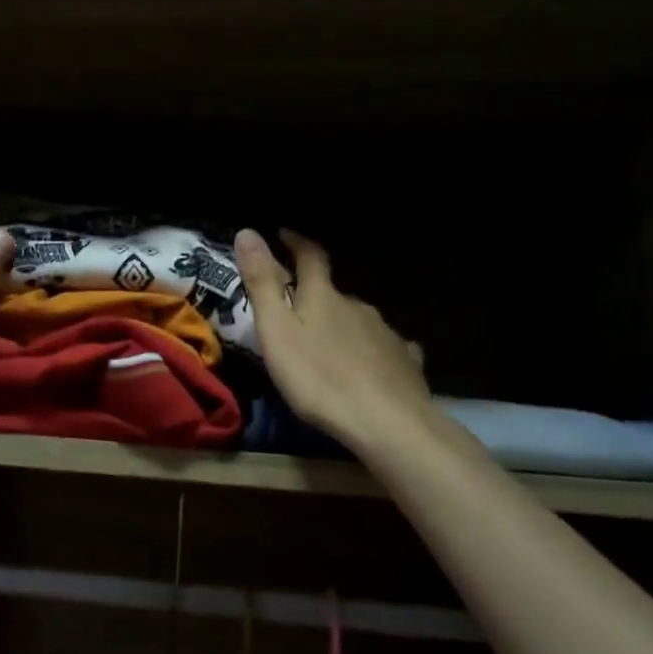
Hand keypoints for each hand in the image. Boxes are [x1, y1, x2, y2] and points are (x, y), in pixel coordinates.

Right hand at [234, 228, 430, 450]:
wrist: (386, 421)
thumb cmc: (319, 377)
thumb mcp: (277, 331)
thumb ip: (262, 283)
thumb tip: (247, 231)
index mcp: (323, 297)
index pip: (310, 257)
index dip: (296, 243)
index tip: (283, 234)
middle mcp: (357, 306)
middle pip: (334, 293)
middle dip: (316, 296)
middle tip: (297, 314)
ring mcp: (386, 333)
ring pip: (359, 321)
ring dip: (342, 326)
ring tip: (328, 346)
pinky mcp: (405, 362)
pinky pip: (386, 348)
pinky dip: (373, 350)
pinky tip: (371, 366)